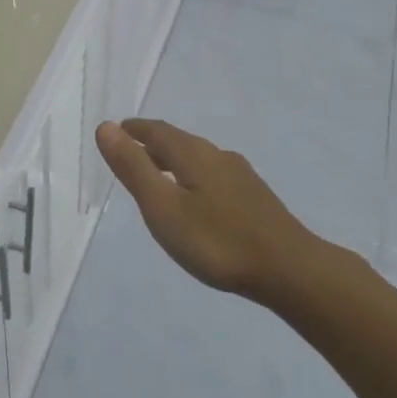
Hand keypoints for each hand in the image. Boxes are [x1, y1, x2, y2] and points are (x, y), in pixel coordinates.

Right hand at [95, 119, 315, 298]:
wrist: (289, 270)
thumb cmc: (217, 241)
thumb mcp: (163, 207)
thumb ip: (133, 168)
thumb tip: (106, 127)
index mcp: (192, 154)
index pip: (156, 131)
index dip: (134, 130)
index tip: (116, 131)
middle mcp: (217, 156)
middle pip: (178, 141)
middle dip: (153, 143)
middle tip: (131, 150)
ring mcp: (240, 176)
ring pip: (198, 158)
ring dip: (174, 160)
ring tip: (159, 174)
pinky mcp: (255, 198)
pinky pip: (214, 175)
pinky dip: (193, 177)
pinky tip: (198, 199)